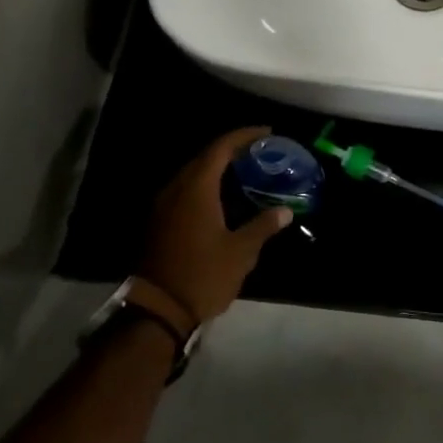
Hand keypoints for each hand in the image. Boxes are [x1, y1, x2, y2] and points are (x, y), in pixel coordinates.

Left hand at [138, 128, 291, 325]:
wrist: (158, 310)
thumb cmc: (202, 275)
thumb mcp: (240, 252)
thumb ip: (263, 226)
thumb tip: (285, 211)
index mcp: (197, 189)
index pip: (221, 148)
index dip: (244, 136)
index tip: (267, 132)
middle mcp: (176, 189)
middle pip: (205, 157)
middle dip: (232, 149)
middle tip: (260, 152)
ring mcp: (163, 205)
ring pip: (193, 174)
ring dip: (217, 168)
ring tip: (245, 171)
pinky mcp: (159, 221)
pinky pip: (185, 190)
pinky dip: (206, 185)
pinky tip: (223, 197)